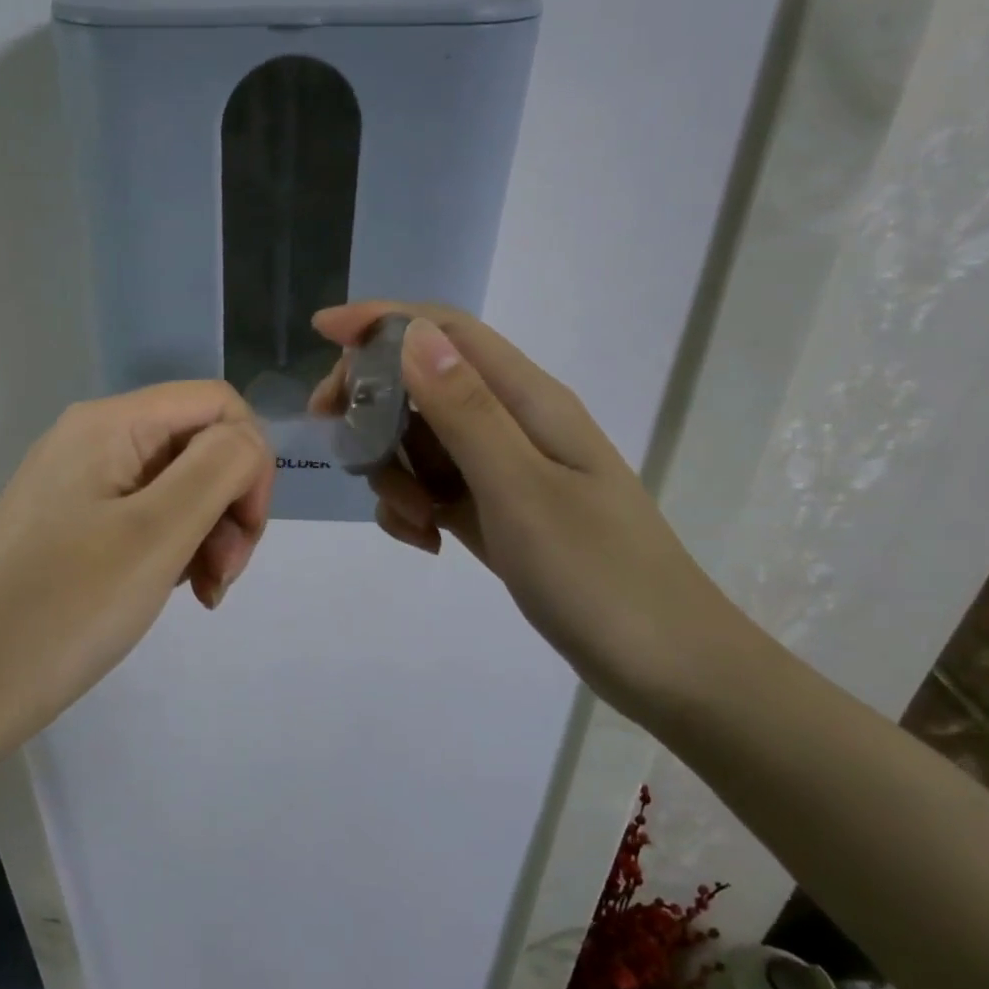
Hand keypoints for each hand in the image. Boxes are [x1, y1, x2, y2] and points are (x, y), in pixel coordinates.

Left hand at [0, 382, 272, 750]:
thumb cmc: (66, 608)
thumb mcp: (157, 533)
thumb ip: (218, 468)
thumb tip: (247, 441)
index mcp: (110, 423)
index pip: (216, 403)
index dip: (250, 459)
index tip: (246, 530)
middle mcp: (94, 438)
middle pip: (198, 443)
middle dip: (229, 503)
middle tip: (223, 576)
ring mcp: (79, 482)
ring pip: (177, 484)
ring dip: (208, 532)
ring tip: (204, 592)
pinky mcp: (73, 523)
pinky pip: (146, 515)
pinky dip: (175, 547)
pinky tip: (175, 589)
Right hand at [311, 301, 749, 716]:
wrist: (666, 667)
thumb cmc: (598, 576)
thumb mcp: (521, 490)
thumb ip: (464, 412)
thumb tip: (411, 336)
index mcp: (528, 401)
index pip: (446, 332)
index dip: (383, 321)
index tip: (323, 332)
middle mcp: (513, 423)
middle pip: (422, 383)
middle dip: (373, 406)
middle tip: (339, 443)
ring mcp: (503, 469)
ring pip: (420, 441)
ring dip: (395, 472)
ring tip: (415, 523)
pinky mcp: (494, 510)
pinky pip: (432, 487)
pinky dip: (413, 507)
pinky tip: (426, 542)